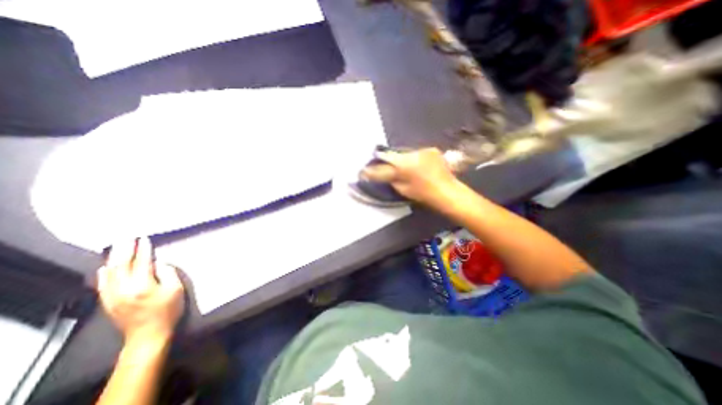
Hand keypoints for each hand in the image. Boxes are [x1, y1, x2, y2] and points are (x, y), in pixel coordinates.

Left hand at [97, 237, 182, 344]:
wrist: (148, 335)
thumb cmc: (168, 310)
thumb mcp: (176, 289)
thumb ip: (168, 273)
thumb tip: (158, 263)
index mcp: (142, 285)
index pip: (142, 262)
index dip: (143, 249)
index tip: (144, 238)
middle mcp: (123, 289)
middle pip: (121, 265)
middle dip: (124, 250)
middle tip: (126, 237)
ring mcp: (112, 297)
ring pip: (109, 274)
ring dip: (113, 259)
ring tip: (117, 247)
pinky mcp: (108, 303)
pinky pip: (103, 285)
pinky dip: (104, 274)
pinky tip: (105, 267)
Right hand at [361, 149, 468, 211]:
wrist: (448, 191)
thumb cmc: (424, 194)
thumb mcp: (403, 189)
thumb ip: (391, 179)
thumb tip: (385, 173)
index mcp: (404, 167)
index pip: (383, 167)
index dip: (372, 169)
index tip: (363, 171)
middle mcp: (412, 154)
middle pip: (393, 156)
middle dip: (388, 160)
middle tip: (383, 165)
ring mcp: (423, 150)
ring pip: (405, 154)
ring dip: (402, 159)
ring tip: (405, 167)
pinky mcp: (431, 149)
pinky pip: (416, 153)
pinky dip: (414, 158)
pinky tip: (417, 165)